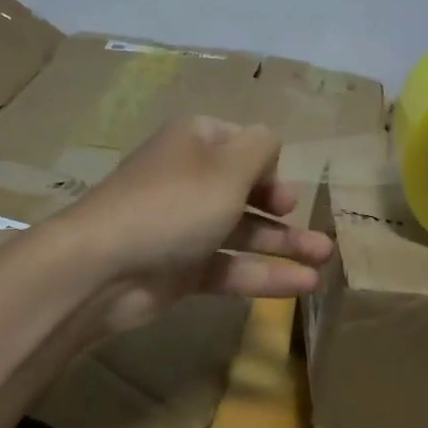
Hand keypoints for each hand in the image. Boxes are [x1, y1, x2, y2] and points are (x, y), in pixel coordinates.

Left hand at [56, 116, 333, 338]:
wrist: (103, 267)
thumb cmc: (175, 203)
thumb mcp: (229, 166)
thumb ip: (262, 148)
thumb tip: (269, 144)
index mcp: (196, 142)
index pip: (242, 143)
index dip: (268, 165)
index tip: (285, 189)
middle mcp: (190, 179)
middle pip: (245, 190)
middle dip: (282, 209)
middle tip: (311, 226)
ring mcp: (184, 226)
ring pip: (242, 232)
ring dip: (283, 245)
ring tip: (324, 259)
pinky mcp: (181, 269)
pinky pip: (229, 266)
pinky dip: (263, 274)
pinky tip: (302, 285)